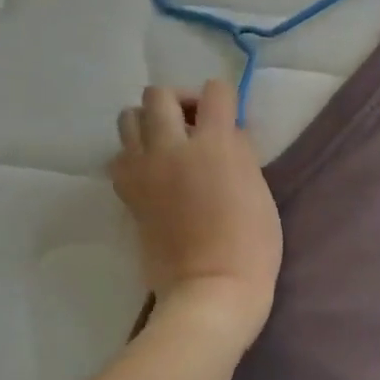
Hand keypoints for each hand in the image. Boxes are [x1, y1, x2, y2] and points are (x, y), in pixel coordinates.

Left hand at [111, 81, 282, 344]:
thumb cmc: (253, 244)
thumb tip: (228, 134)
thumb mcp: (259, 190)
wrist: (211, 289)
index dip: (224, 98)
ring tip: (169, 147)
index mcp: (216, 144)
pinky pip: (120, 156)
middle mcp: (172, 147)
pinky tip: (154, 174)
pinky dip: (134, 155)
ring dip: (149, 124)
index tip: (230, 119)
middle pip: (158, 95)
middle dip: (179, 103)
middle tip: (195, 127)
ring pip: (128, 118)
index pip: (215, 91)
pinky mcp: (128, 193)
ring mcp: (144, 170)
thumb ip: (240, 153)